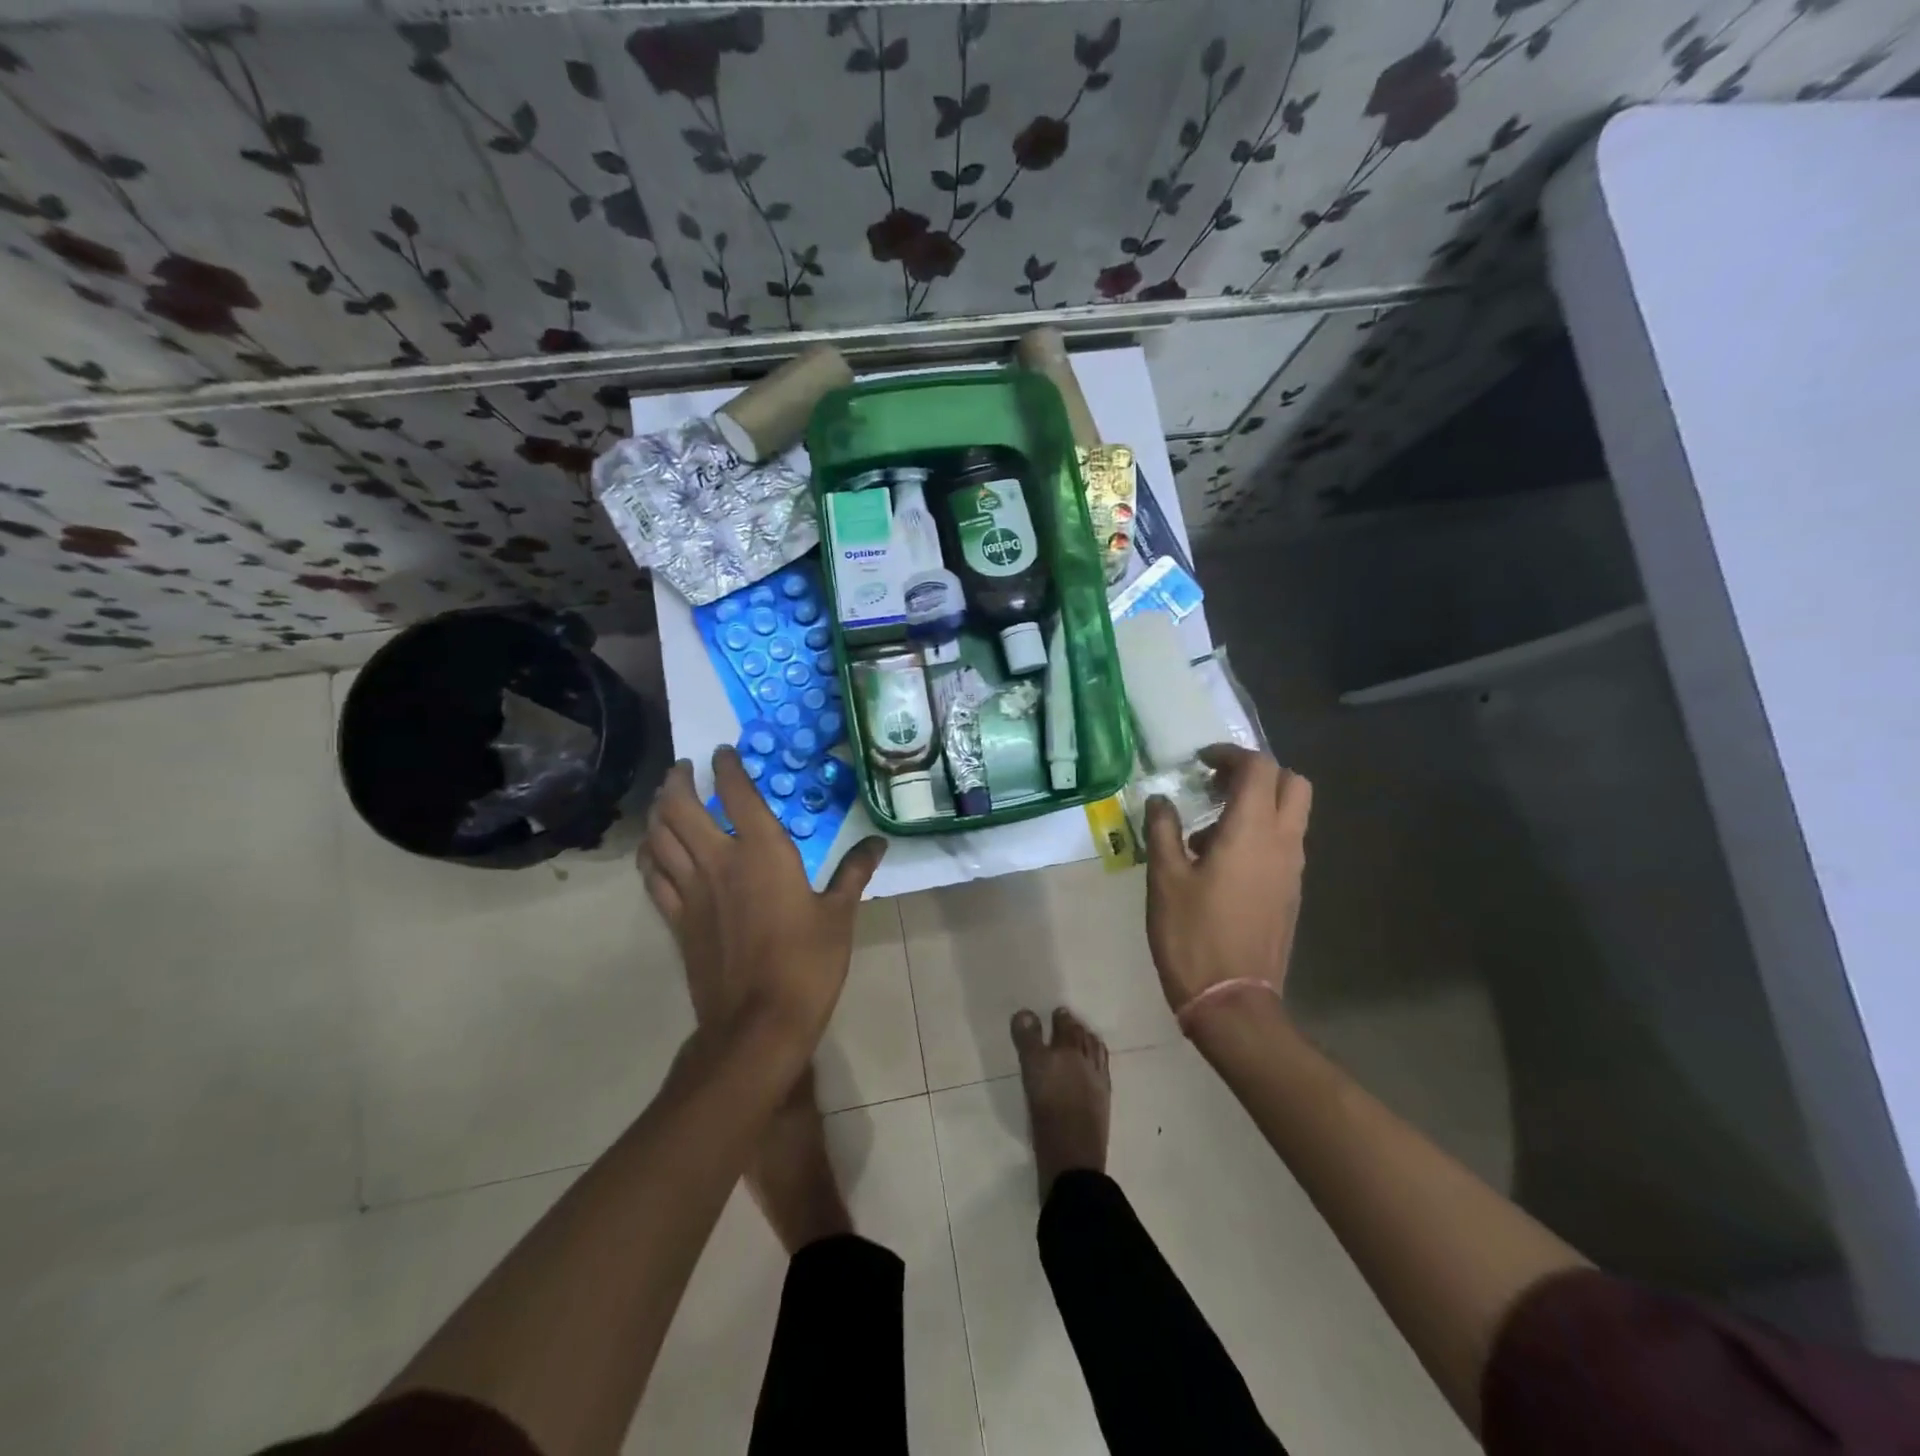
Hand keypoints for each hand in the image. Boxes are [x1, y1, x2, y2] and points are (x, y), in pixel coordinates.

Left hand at [639, 747, 886, 1052]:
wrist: (758, 1023)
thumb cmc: (807, 963)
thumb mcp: (839, 914)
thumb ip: (854, 872)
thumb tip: (878, 843)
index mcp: (762, 851)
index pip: (736, 793)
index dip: (726, 766)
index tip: (723, 752)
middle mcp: (718, 860)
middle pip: (680, 807)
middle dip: (678, 781)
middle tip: (684, 768)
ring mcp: (690, 891)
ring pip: (658, 837)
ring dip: (657, 811)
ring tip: (663, 799)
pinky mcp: (676, 920)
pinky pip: (652, 876)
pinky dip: (649, 855)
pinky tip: (653, 850)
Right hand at [1144, 745, 1311, 1018]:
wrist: (1232, 1001)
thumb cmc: (1193, 934)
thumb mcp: (1165, 879)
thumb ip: (1162, 830)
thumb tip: (1161, 800)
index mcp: (1252, 832)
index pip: (1259, 768)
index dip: (1231, 754)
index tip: (1200, 762)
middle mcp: (1283, 843)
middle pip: (1292, 783)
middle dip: (1256, 773)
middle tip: (1216, 784)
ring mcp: (1292, 870)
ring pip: (1292, 814)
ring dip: (1258, 803)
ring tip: (1208, 825)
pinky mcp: (1290, 892)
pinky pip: (1284, 843)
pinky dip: (1260, 832)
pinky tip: (1219, 860)